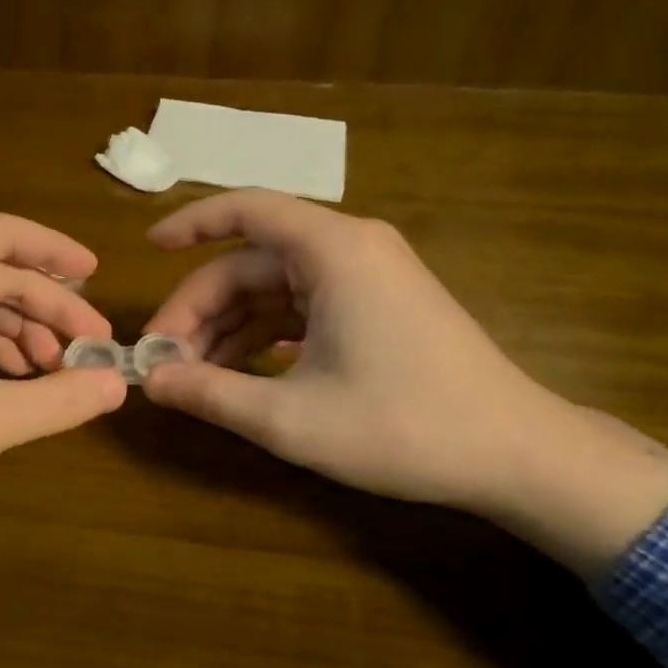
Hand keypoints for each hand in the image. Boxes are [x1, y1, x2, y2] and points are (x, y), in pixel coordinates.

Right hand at [140, 191, 667, 577]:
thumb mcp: (292, 419)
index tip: (148, 251)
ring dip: (228, 328)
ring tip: (192, 377)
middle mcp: (349, 250)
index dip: (190, 224)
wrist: (519, 457)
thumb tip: (149, 382)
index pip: (246, 210)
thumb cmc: (405, 427)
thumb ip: (211, 394)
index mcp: (334, 252)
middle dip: (200, 309)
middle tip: (164, 361)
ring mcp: (366, 279)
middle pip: (250, 264)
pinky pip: (300, 308)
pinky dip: (263, 336)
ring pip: (272, 290)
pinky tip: (238, 374)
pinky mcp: (375, 307)